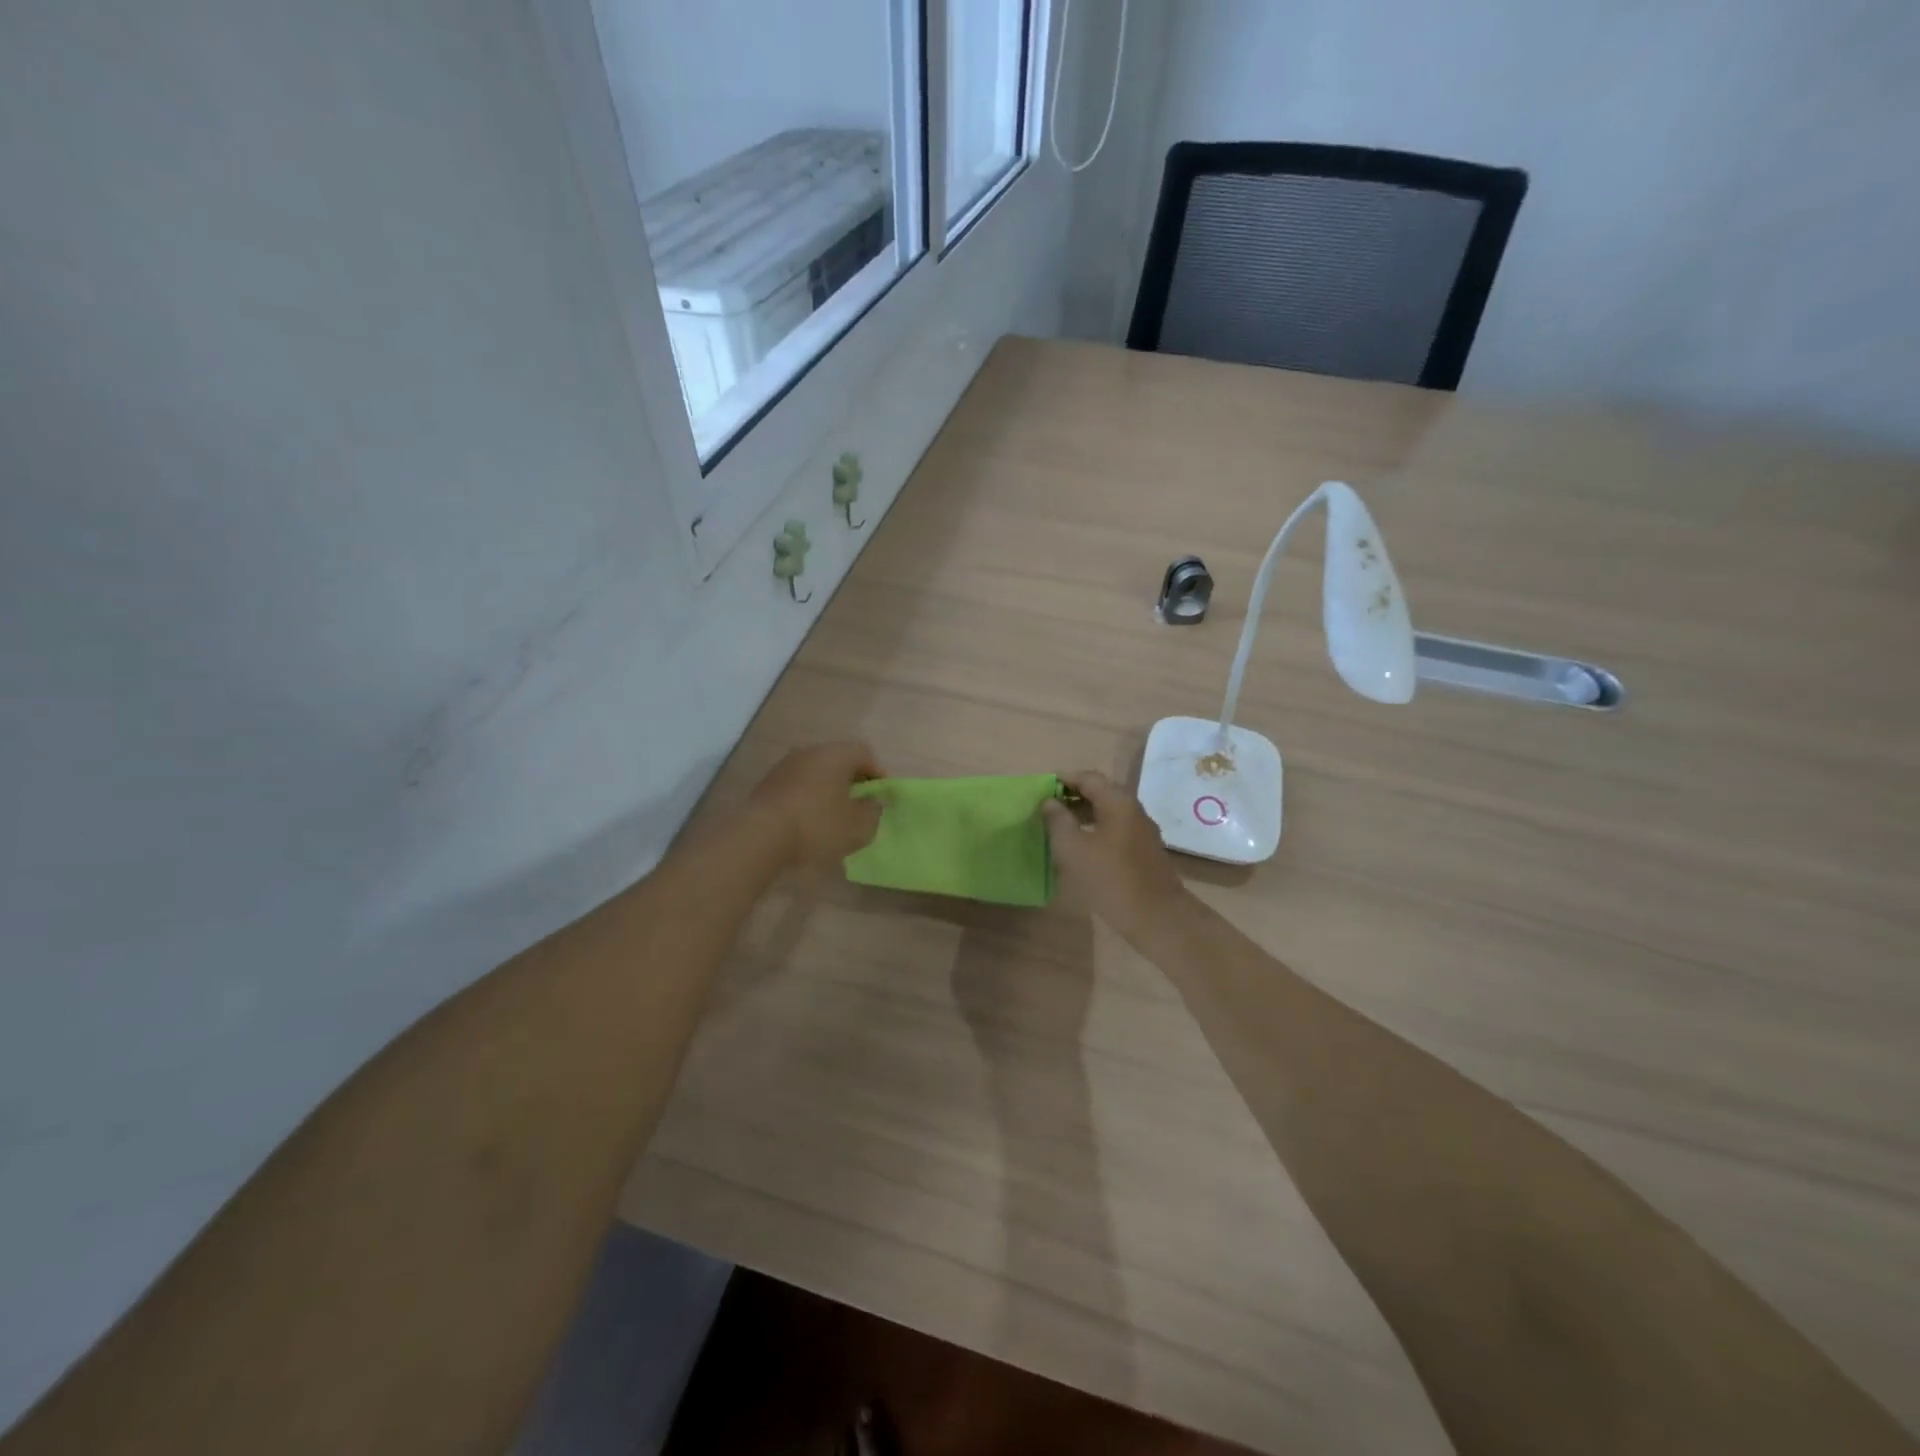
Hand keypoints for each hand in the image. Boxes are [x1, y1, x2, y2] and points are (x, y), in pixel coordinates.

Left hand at [747, 742, 883, 867]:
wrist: (760, 836)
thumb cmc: (817, 825)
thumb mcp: (858, 826)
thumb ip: (873, 811)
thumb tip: (872, 802)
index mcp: (836, 754)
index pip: (865, 753)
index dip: (877, 774)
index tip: (880, 798)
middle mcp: (809, 751)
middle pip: (839, 761)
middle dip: (852, 782)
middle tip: (858, 806)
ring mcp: (784, 766)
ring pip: (816, 773)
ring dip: (827, 790)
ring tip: (833, 817)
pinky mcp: (767, 784)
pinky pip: (797, 786)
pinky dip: (807, 798)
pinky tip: (808, 822)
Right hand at [1040, 771, 1187, 939]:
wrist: (1157, 917)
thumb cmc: (1111, 879)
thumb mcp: (1073, 849)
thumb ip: (1058, 821)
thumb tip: (1049, 802)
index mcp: (1118, 802)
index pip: (1088, 778)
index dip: (1064, 779)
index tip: (1042, 788)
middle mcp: (1133, 810)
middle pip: (1100, 793)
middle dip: (1073, 797)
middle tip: (1047, 808)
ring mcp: (1141, 831)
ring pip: (1108, 813)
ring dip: (1083, 815)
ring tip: (1059, 828)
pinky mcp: (1144, 852)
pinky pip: (1115, 830)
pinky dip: (1096, 831)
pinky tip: (1081, 849)